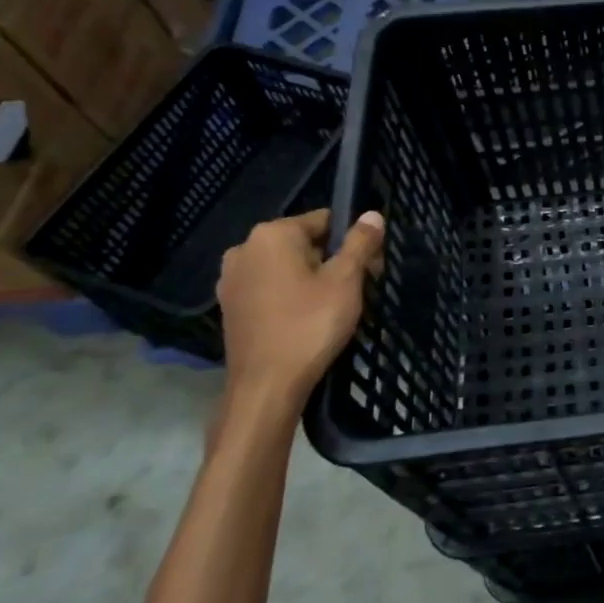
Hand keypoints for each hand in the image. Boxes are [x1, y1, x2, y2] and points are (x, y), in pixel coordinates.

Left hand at [216, 208, 384, 431]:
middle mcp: (244, 249)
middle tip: (357, 290)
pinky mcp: (231, 307)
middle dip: (333, 260)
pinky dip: (291, 296)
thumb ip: (360, 243)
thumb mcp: (346, 280)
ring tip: (334, 308)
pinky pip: (270, 288)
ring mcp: (232, 280)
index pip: (324, 220)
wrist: (266, 387)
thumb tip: (372, 214)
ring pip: (287, 267)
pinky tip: (307, 320)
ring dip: (313, 279)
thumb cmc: (309, 326)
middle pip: (304, 243)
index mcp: (272, 235)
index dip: (352, 241)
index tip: (369, 268)